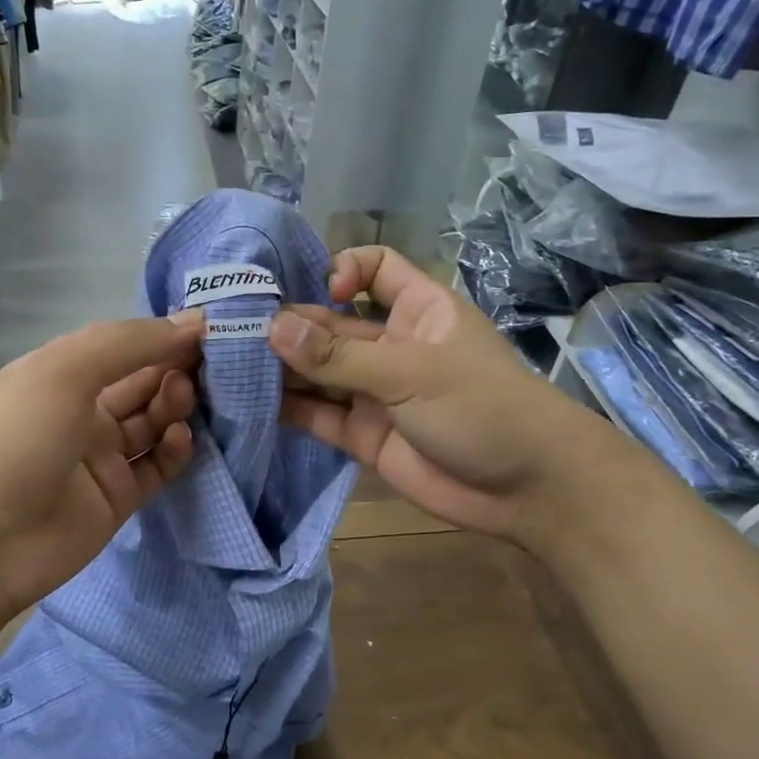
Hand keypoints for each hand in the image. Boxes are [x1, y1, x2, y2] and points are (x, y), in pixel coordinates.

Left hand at [0, 313, 203, 620]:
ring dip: (175, 404)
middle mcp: (80, 411)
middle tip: (209, 363)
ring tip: (189, 396)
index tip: (205, 328)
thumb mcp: (64, 371)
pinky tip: (180, 437)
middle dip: (174, 367)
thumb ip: (129, 343)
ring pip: (152, 421)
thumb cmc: (18, 439)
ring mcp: (99, 457)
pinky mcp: (117, 498)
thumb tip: (192, 323)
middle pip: (140, 382)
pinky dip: (173, 450)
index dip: (160, 335)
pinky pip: (156, 466)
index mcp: (59, 374)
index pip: (120, 346)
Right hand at [269, 247, 622, 543]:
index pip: (376, 268)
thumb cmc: (481, 407)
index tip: (323, 293)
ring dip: (282, 368)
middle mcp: (391, 345)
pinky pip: (318, 415)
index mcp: (417, 310)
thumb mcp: (411, 372)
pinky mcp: (361, 435)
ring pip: (319, 371)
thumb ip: (339, 356)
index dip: (344, 270)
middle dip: (291, 326)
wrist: (527, 489)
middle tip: (238, 332)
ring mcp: (374, 392)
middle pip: (332, 324)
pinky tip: (252, 404)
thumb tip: (272, 327)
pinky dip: (289, 409)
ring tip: (232, 366)